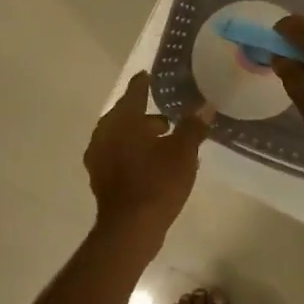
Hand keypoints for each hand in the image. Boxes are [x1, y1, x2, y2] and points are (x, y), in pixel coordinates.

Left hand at [85, 72, 211, 237]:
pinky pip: (117, 155)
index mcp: (123, 120)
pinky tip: (151, 163)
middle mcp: (105, 133)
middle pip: (125, 115)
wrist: (130, 228)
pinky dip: (132, 152)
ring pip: (121, 136)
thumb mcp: (183, 152)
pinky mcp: (100, 178)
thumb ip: (193, 126)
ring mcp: (98, 157)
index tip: (148, 75)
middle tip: (167, 117)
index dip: (143, 83)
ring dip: (139, 135)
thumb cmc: (158, 182)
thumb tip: (205, 107)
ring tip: (164, 141)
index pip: (134, 92)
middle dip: (145, 114)